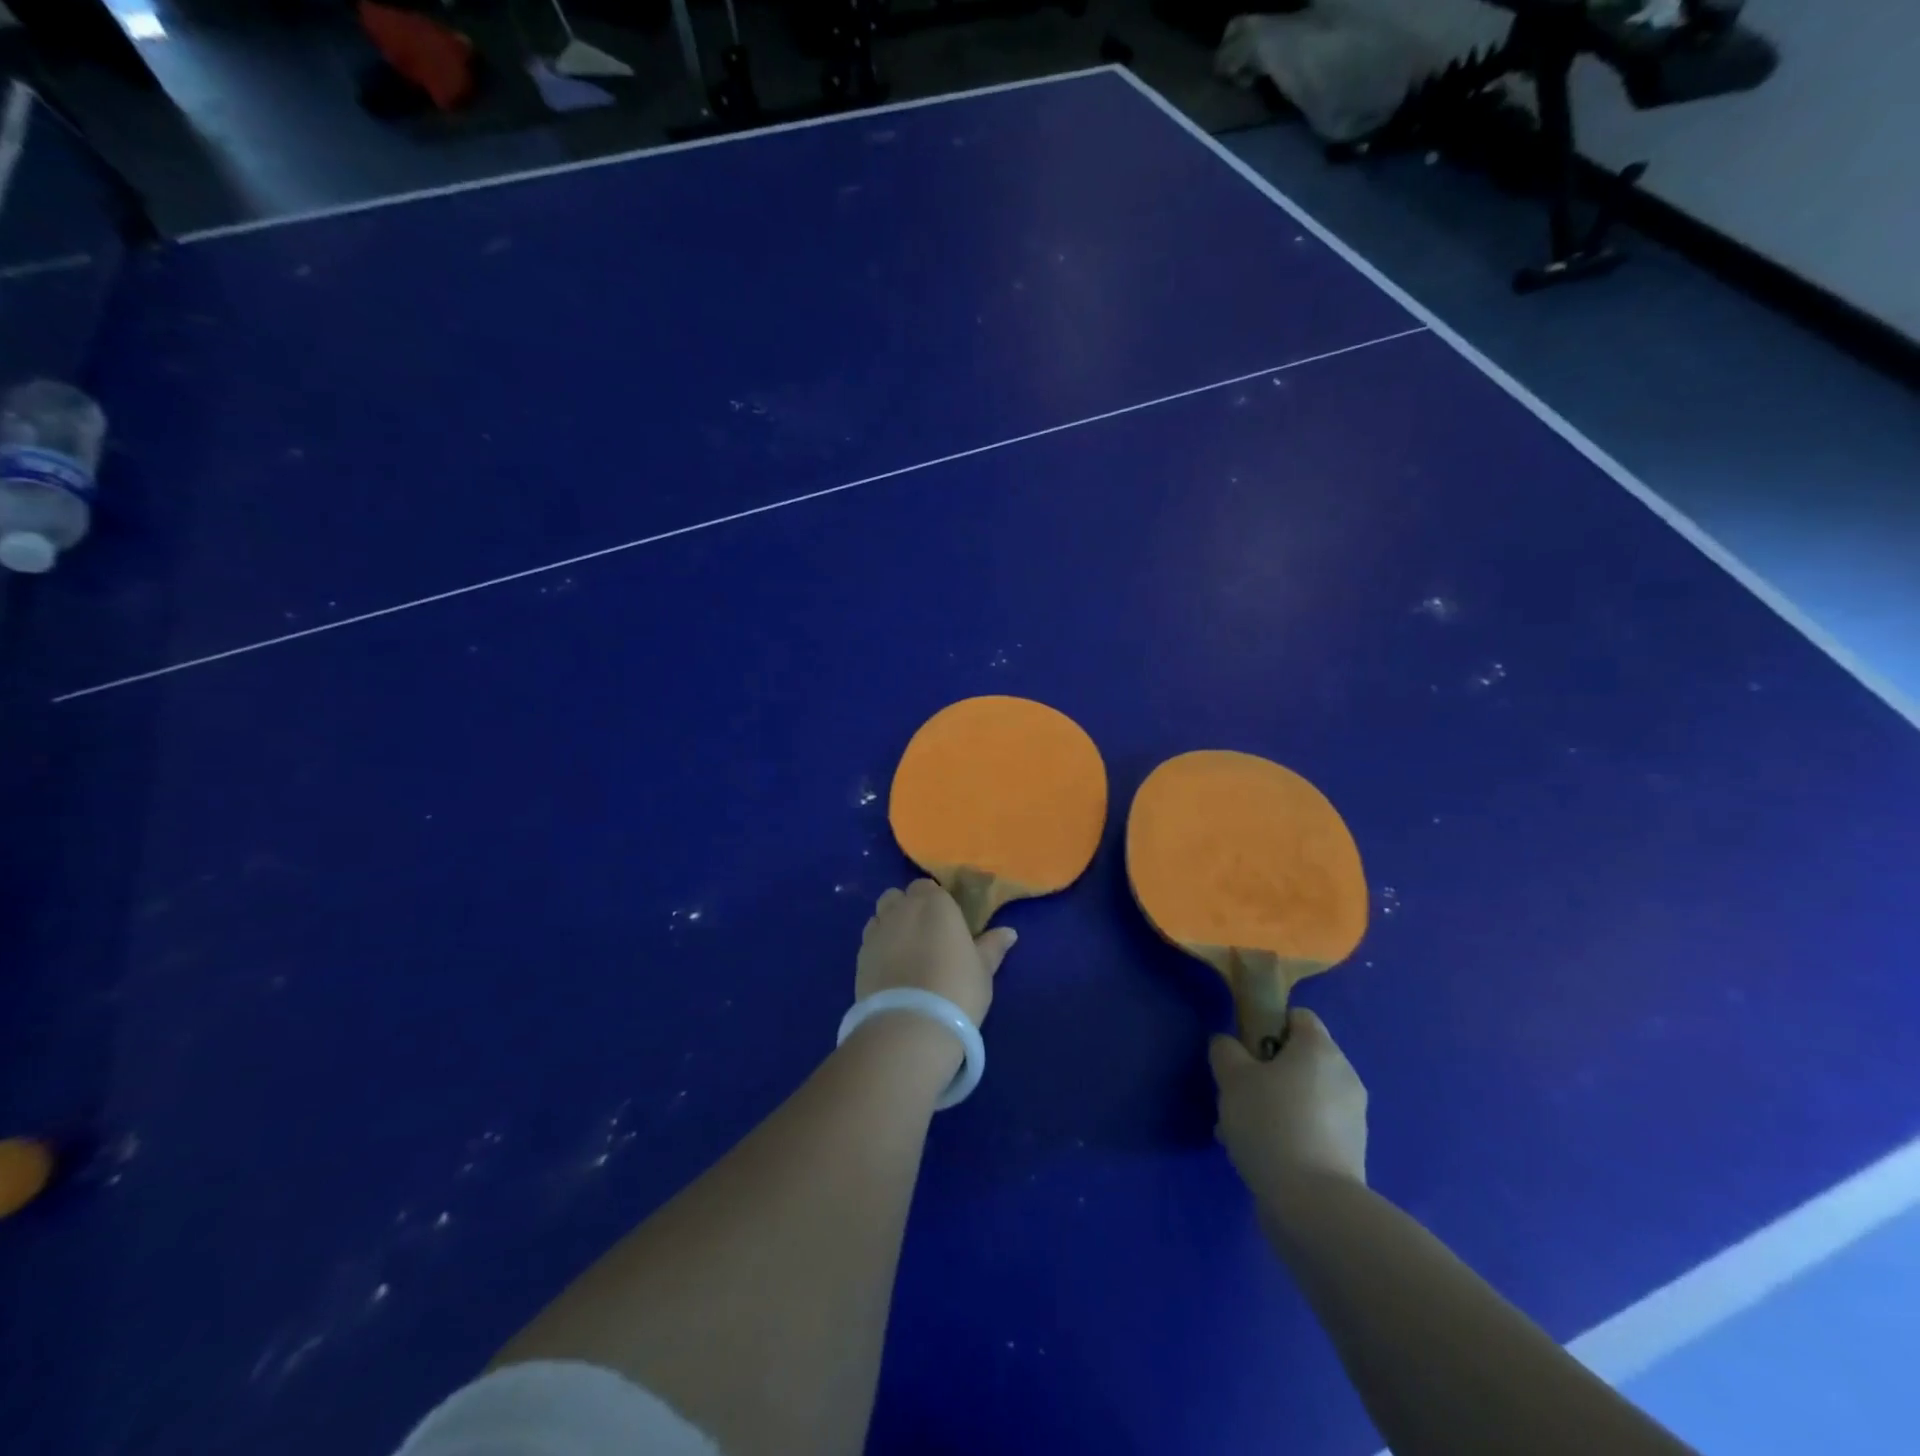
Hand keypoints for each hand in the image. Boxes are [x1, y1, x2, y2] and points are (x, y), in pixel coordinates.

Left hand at [856, 879, 1015, 1025]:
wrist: (909, 1025)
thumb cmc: (956, 990)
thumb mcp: (983, 970)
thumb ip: (992, 946)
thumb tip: (1009, 932)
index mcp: (934, 903)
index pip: (928, 888)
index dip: (935, 902)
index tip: (946, 922)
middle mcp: (901, 909)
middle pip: (899, 896)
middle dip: (908, 908)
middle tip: (925, 935)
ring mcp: (877, 931)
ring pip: (880, 915)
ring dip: (890, 924)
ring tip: (905, 951)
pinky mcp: (859, 956)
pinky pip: (869, 940)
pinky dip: (879, 946)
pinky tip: (890, 969)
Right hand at [1210, 1009, 1367, 1204]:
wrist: (1313, 1205)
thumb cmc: (1271, 1123)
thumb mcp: (1232, 1077)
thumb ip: (1226, 1051)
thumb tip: (1230, 1047)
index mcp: (1321, 1049)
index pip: (1297, 1017)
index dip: (1268, 1025)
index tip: (1245, 1050)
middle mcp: (1344, 1077)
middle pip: (1299, 1060)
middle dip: (1266, 1073)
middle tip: (1237, 1094)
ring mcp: (1352, 1119)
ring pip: (1302, 1097)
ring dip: (1274, 1106)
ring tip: (1240, 1132)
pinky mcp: (1350, 1155)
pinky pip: (1312, 1129)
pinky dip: (1289, 1134)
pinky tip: (1261, 1156)